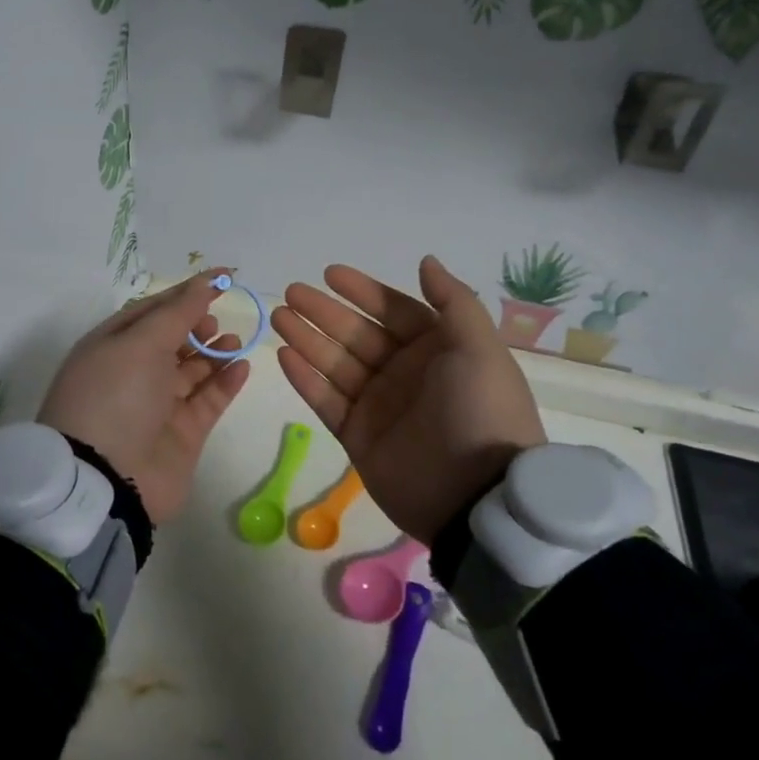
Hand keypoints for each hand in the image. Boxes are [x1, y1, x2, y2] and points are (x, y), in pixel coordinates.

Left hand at [37, 271, 251, 524]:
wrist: (106, 481)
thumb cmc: (115, 397)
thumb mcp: (140, 344)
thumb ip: (177, 312)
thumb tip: (204, 283)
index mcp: (112, 345)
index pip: (153, 309)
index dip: (187, 292)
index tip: (223, 278)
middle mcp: (133, 372)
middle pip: (173, 338)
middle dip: (197, 324)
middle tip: (214, 323)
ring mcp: (158, 405)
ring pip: (193, 369)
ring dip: (214, 351)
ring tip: (234, 341)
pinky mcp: (182, 433)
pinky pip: (208, 399)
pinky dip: (225, 381)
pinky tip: (242, 366)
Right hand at [271, 255, 545, 542]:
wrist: (476, 498)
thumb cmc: (480, 411)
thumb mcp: (479, 349)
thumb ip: (453, 301)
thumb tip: (426, 261)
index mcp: (437, 350)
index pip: (393, 311)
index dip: (362, 291)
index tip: (329, 274)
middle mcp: (405, 373)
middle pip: (356, 334)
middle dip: (324, 312)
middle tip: (290, 293)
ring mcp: (379, 406)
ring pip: (335, 363)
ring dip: (307, 339)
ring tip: (279, 317)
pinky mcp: (357, 437)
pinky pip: (326, 401)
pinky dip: (305, 379)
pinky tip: (284, 355)